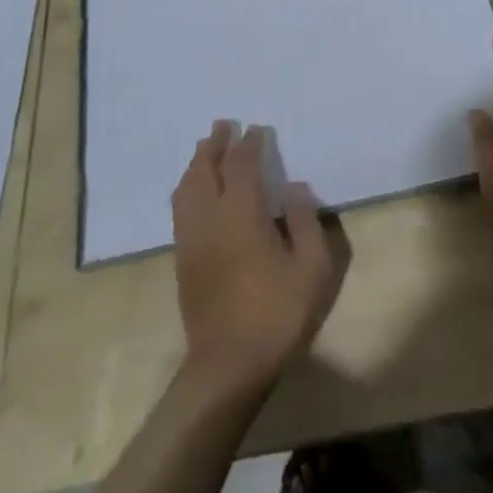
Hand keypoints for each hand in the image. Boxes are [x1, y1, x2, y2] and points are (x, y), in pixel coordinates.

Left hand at [171, 122, 344, 393]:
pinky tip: (195, 191)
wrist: (228, 366)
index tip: (256, 129)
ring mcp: (191, 239)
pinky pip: (180, 209)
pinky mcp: (182, 260)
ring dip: (197, 163)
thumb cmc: (277, 314)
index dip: (248, 143)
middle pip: (205, 169)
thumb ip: (305, 220)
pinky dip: (187, 188)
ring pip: (186, 188)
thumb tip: (295, 186)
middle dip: (215, 144)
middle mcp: (210, 218)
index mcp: (242, 213)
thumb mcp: (312, 268)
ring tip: (206, 150)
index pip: (241, 165)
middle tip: (224, 125)